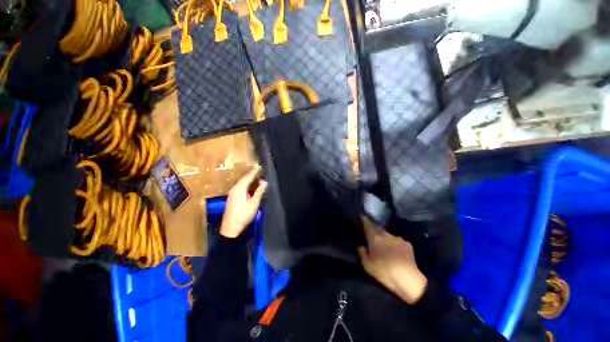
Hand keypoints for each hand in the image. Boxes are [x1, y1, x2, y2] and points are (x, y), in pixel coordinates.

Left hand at [220, 166, 267, 237]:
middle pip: (244, 179)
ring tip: (257, 178)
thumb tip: (265, 182)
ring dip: (249, 180)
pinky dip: (246, 185)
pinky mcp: (232, 199)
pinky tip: (250, 187)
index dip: (255, 171)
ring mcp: (232, 194)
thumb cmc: (243, 215)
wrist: (231, 229)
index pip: (248, 177)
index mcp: (239, 189)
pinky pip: (240, 188)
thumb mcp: (254, 203)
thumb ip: (259, 192)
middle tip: (259, 171)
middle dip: (252, 175)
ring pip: (242, 184)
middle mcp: (234, 189)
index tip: (260, 166)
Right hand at [358, 216, 427, 303]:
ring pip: (387, 235)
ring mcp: (397, 238)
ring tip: (383, 244)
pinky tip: (394, 251)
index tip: (361, 217)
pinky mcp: (407, 244)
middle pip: (377, 228)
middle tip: (370, 233)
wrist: (409, 280)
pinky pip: (397, 241)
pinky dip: (393, 243)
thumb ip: (362, 253)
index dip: (364, 220)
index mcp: (375, 238)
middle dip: (373, 229)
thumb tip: (361, 245)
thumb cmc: (384, 272)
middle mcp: (386, 235)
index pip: (367, 224)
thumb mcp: (367, 266)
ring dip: (384, 237)